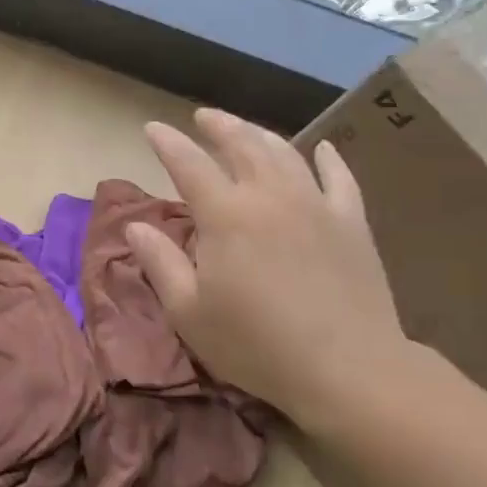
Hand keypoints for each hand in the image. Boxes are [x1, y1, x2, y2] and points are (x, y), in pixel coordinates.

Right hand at [127, 108, 408, 423]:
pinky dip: (330, 159)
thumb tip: (136, 227)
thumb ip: (160, 263)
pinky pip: (340, 179)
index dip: (168, 143)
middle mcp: (269, 196)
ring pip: (285, 154)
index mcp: (225, 215)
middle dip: (218, 126)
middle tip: (203, 117)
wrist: (349, 369)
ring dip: (261, 134)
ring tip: (247, 128)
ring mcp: (315, 205)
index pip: (188, 164)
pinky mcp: (351, 223)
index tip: (153, 128)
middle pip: (241, 145)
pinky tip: (324, 148)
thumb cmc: (257, 344)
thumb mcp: (189, 312)